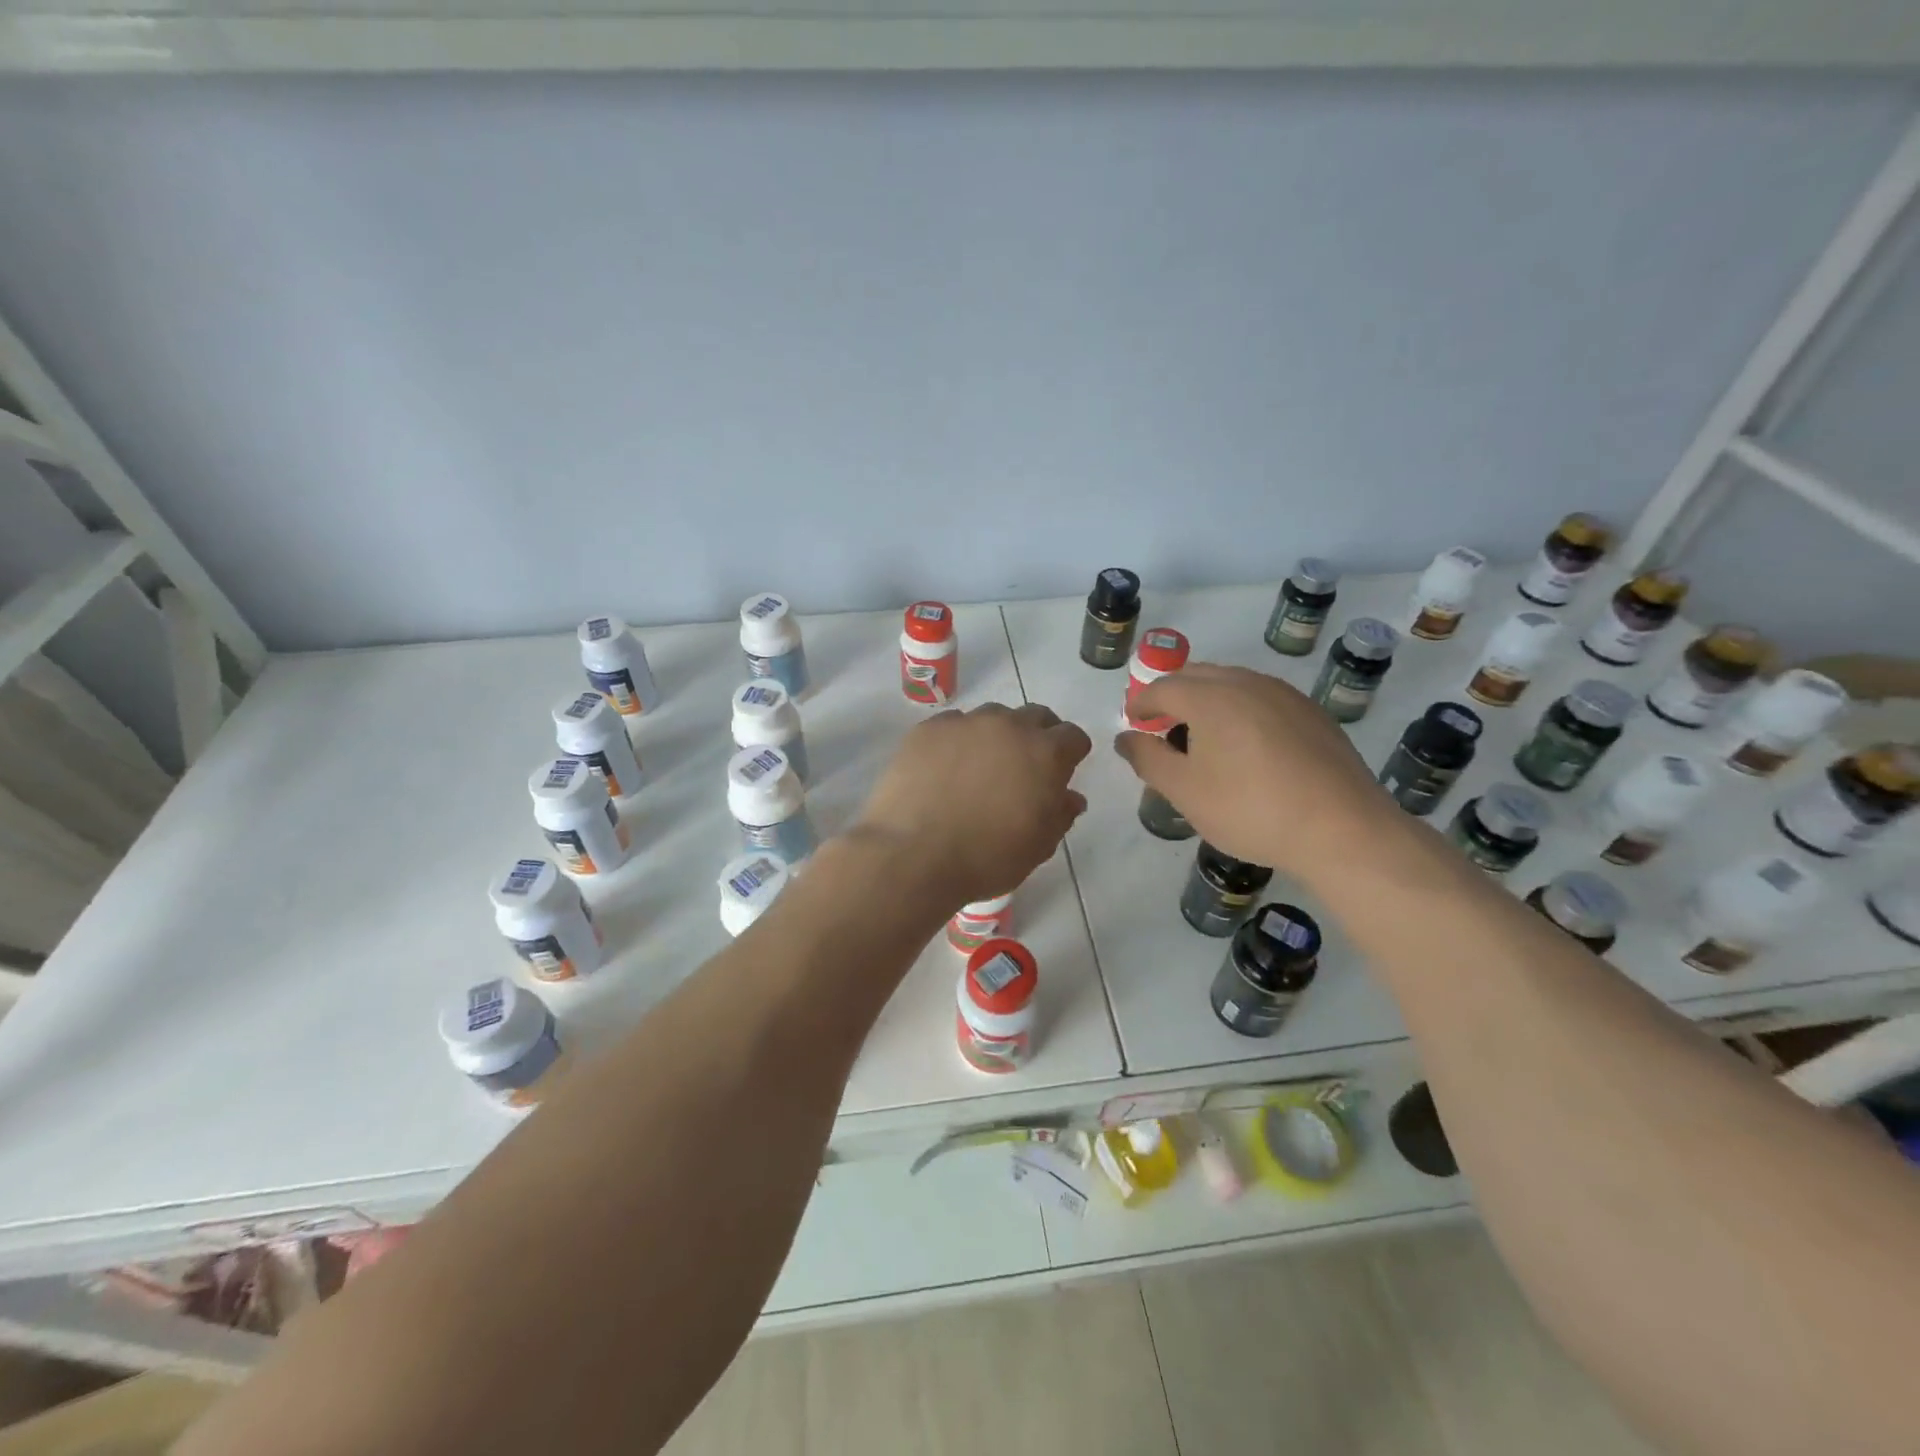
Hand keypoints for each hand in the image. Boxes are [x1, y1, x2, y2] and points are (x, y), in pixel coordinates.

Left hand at [855, 703, 1091, 905]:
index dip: (1071, 754)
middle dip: (1037, 736)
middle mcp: (1009, 726)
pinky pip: (953, 725)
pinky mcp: (928, 728)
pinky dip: (957, 741)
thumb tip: (1070, 797)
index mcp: (1045, 753)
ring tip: (980, 768)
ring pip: (992, 717)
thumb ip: (1060, 815)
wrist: (913, 855)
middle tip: (1024, 768)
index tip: (1060, 773)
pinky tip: (944, 769)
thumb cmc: (987, 857)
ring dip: (996, 736)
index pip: (1072, 737)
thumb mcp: (1038, 846)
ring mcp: (965, 723)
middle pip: (1035, 717)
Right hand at [1115, 663, 1395, 876]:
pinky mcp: (1312, 713)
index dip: (1141, 703)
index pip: (1162, 687)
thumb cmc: (1251, 810)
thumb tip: (1126, 739)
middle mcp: (1247, 683)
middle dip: (1172, 695)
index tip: (1132, 722)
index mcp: (1211, 697)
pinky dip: (1240, 709)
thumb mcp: (1185, 792)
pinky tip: (1245, 744)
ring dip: (1207, 699)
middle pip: (1198, 675)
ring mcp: (1285, 695)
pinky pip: (1262, 698)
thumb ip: (1148, 760)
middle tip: (1160, 724)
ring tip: (1201, 734)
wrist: (1343, 830)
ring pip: (1233, 683)